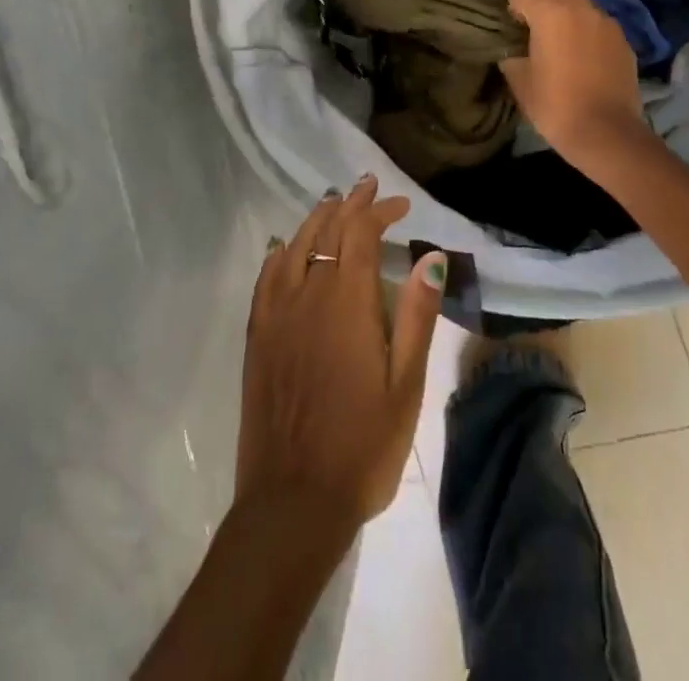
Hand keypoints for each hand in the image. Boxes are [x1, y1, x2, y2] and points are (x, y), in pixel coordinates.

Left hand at [237, 175, 448, 533]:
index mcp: (347, 302)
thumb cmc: (363, 444)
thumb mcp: (406, 384)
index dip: (379, 211)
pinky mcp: (258, 335)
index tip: (400, 204)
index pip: (360, 234)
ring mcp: (277, 313)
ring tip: (332, 204)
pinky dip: (280, 253)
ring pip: (295, 246)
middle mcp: (308, 294)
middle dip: (350, 204)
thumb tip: (429, 256)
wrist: (294, 501)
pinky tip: (285, 247)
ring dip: (316, 220)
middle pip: (327, 231)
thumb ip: (416, 314)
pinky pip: (266, 277)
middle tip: (368, 187)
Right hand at [500, 0, 648, 161]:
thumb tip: (513, 49)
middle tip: (541, 15)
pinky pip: (601, 26)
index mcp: (550, 14)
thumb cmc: (555, 106)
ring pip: (585, 1)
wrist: (607, 133)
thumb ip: (513, 55)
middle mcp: (581, 8)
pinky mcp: (625, 42)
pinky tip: (586, 61)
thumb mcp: (520, 82)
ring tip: (565, 44)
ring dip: (572, 12)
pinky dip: (590, 33)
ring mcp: (608, 23)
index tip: (514, 20)